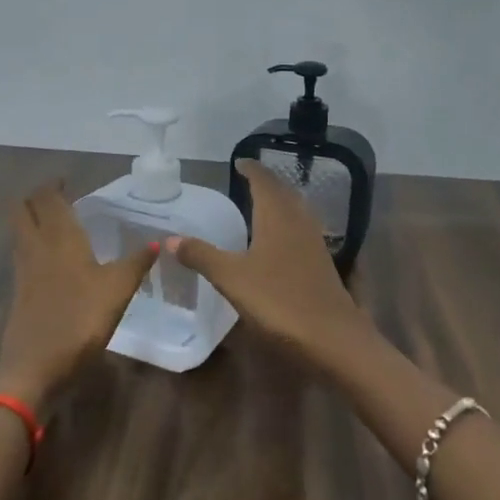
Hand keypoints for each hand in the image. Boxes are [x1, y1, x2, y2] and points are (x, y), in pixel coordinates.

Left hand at [0, 183, 158, 403]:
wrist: (35, 367)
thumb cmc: (80, 321)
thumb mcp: (118, 290)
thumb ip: (136, 263)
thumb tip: (157, 242)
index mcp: (60, 238)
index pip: (47, 199)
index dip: (53, 185)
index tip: (67, 180)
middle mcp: (36, 247)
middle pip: (24, 210)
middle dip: (37, 198)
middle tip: (59, 197)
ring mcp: (23, 271)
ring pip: (20, 232)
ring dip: (32, 219)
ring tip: (56, 221)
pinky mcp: (19, 293)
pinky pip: (23, 255)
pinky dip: (33, 244)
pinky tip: (52, 259)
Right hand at [172, 160, 380, 372]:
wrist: (332, 338)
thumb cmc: (278, 301)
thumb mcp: (231, 278)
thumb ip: (201, 255)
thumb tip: (168, 237)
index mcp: (277, 216)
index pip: (264, 182)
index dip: (252, 170)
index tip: (239, 162)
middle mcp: (299, 222)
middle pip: (283, 193)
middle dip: (266, 183)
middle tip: (248, 179)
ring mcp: (314, 243)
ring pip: (296, 211)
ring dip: (280, 202)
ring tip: (262, 204)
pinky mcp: (321, 264)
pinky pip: (302, 230)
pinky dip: (287, 224)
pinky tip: (279, 241)